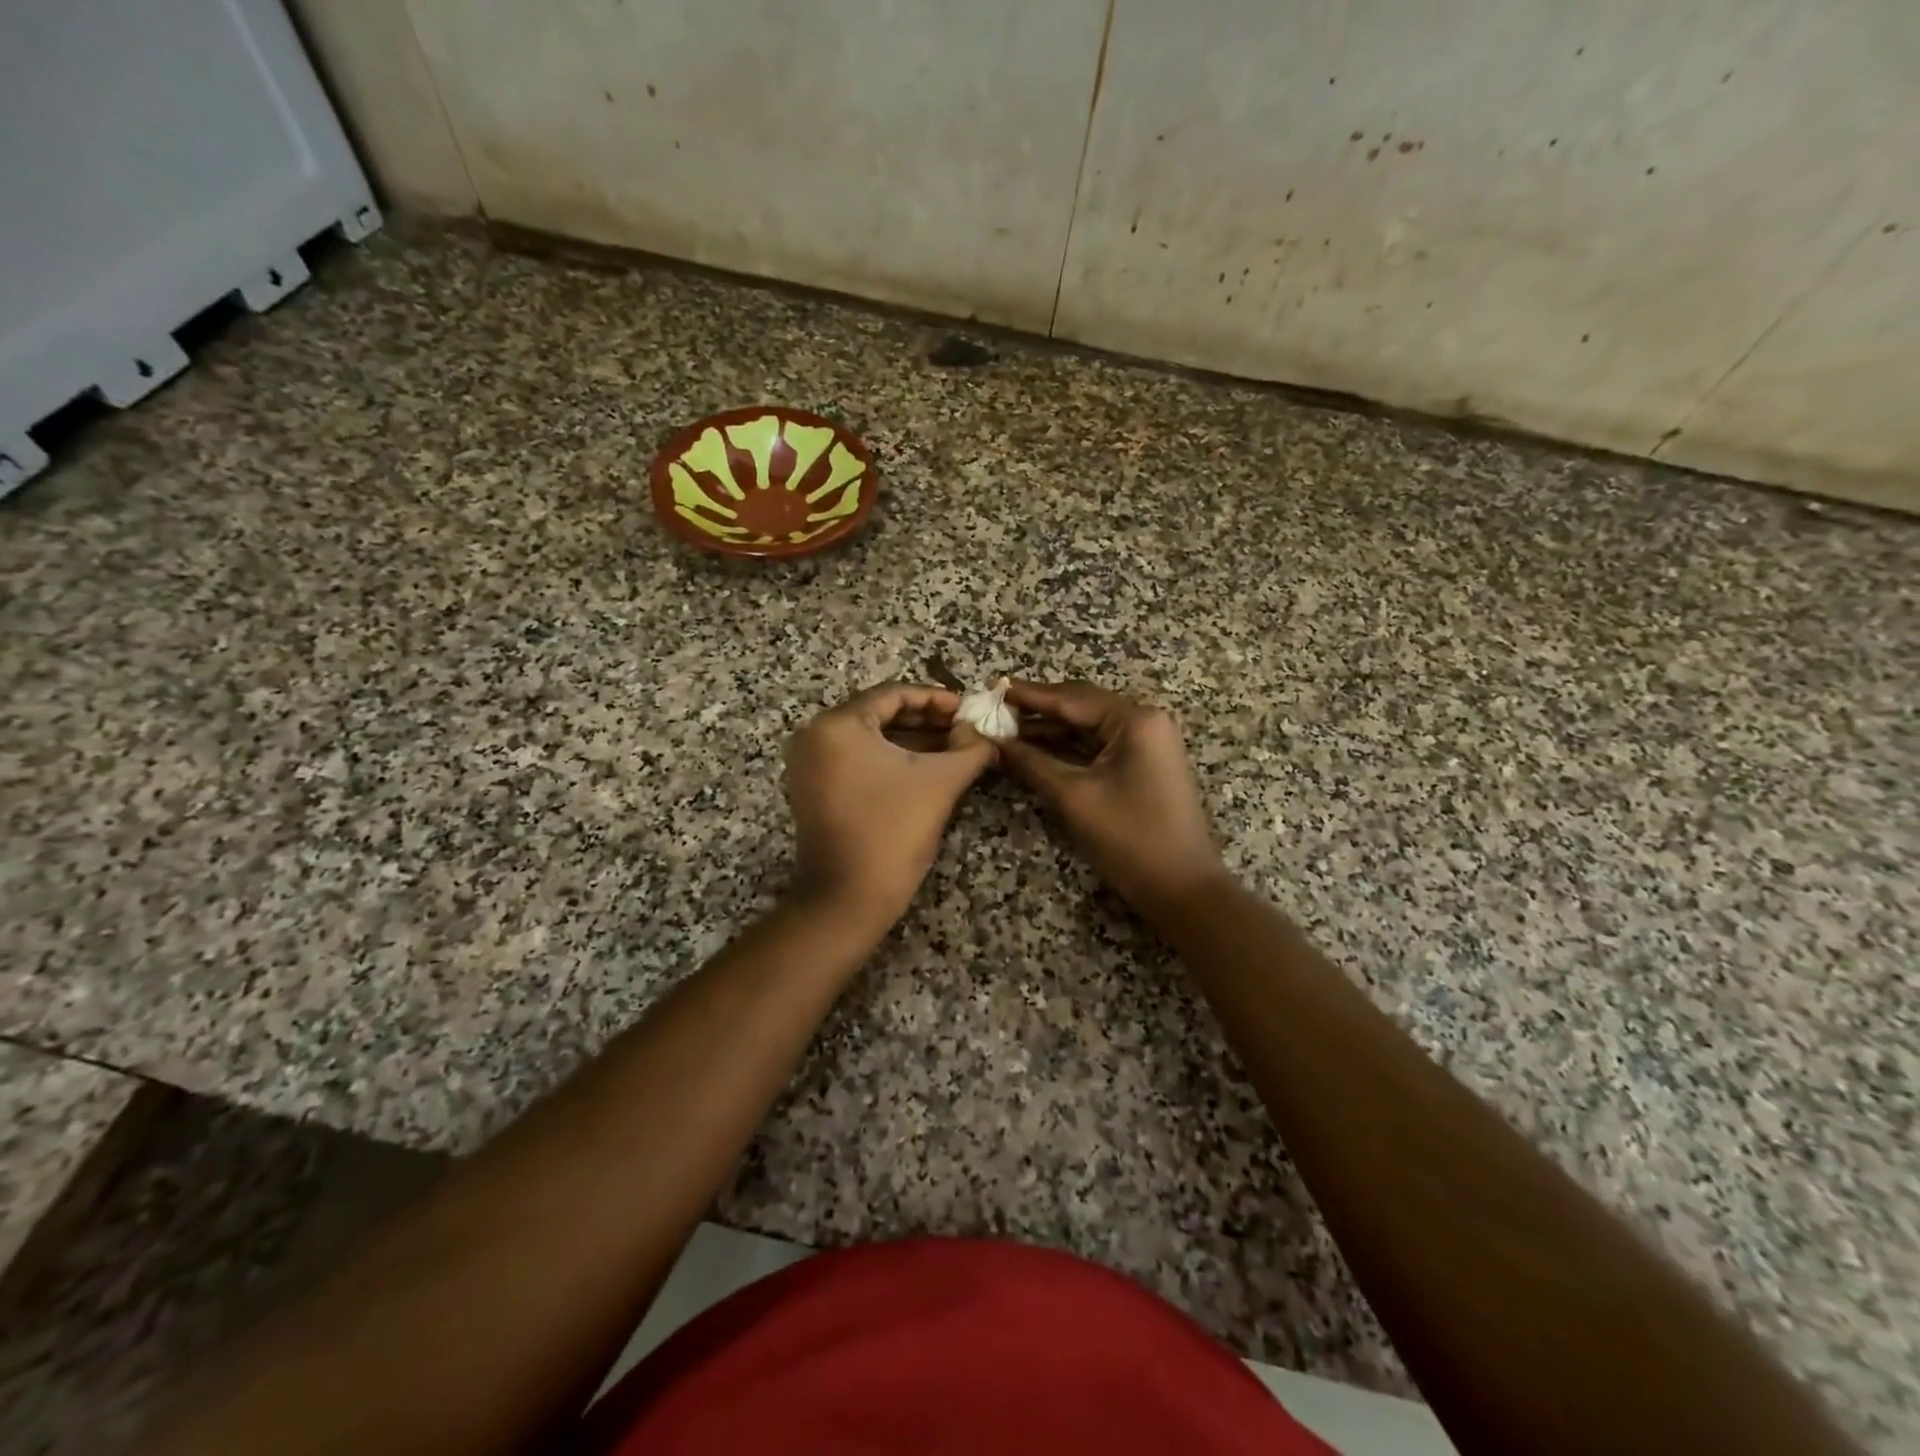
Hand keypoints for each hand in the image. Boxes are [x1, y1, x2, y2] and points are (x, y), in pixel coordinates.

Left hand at [782, 683, 995, 933]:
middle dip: (925, 720)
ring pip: (868, 738)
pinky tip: (924, 767)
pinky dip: (888, 760)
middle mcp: (814, 736)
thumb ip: (969, 748)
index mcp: (838, 724)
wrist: (848, 899)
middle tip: (963, 728)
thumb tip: (983, 732)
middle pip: (878, 714)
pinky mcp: (812, 789)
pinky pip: (855, 760)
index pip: (894, 694)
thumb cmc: (894, 831)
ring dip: (910, 740)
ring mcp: (808, 764)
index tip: (968, 710)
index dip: (936, 699)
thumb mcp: (940, 782)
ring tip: (953, 747)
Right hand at [999, 681, 1226, 919]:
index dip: (1030, 695)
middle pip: (1081, 706)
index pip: (1072, 698)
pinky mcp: (1143, 765)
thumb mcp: (1074, 798)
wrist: (1183, 889)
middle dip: (1038, 710)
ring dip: (1050, 730)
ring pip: (1088, 727)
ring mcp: (1146, 743)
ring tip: (1006, 731)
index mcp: (1135, 720)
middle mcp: (1144, 722)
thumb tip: (993, 743)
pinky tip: (1035, 750)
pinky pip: (1098, 746)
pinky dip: (1067, 748)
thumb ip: (1031, 764)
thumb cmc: (1130, 838)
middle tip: (995, 711)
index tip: (993, 689)